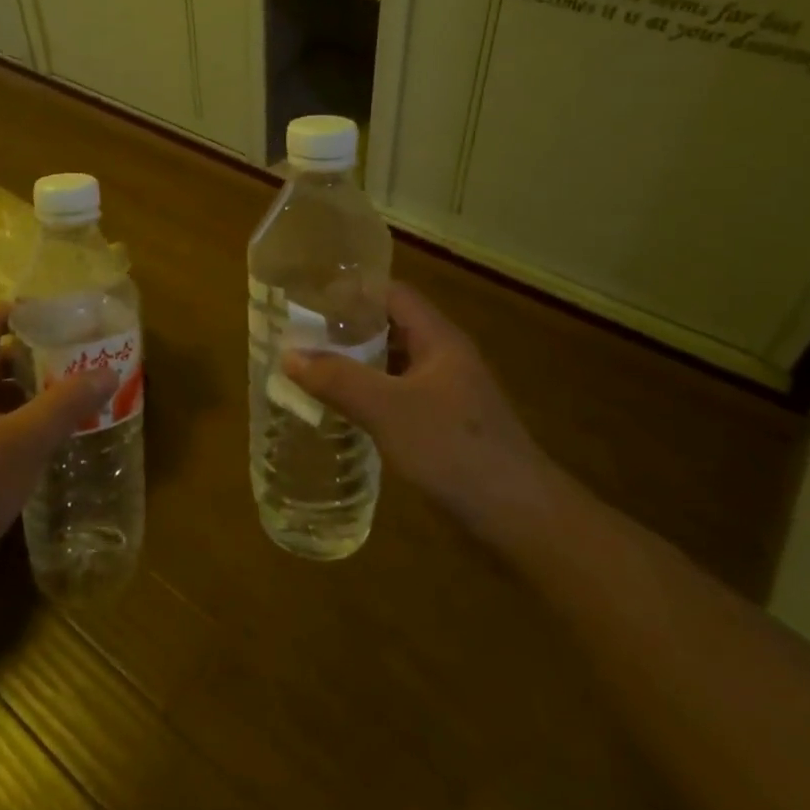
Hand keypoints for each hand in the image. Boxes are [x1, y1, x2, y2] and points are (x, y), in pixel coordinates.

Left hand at [0, 303, 117, 604]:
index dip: (22, 312)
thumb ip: (64, 405)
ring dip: (27, 394)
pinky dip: (15, 425)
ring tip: (68, 398)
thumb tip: (107, 370)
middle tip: (75, 359)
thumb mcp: (22, 443)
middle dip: (34, 356)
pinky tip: (41, 443)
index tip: (62, 314)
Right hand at [283, 283, 552, 545]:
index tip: (309, 299)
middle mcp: (443, 358)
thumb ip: (338, 379)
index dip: (352, 291)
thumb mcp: (388, 409)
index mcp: (438, 340)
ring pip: (392, 365)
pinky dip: (368, 396)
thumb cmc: (454, 449)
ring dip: (355, 365)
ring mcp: (446, 395)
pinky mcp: (443, 427)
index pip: (392, 295)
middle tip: (299, 336)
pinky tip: (341, 411)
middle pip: (390, 328)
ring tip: (310, 369)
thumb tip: (289, 354)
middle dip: (346, 330)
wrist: (520, 518)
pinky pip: (397, 397)